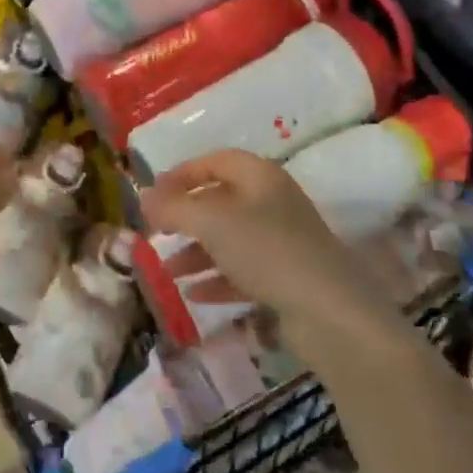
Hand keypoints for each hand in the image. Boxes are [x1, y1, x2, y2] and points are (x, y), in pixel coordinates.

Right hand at [140, 150, 401, 360]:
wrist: (329, 311)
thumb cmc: (267, 251)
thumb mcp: (212, 222)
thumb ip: (174, 207)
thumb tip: (143, 196)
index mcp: (261, 177)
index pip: (217, 161)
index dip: (183, 173)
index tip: (153, 193)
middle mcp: (273, 203)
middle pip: (221, 201)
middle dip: (186, 217)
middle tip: (156, 232)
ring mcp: (282, 242)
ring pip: (230, 239)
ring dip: (196, 252)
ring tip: (167, 272)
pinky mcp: (286, 278)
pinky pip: (243, 271)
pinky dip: (217, 279)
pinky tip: (194, 296)